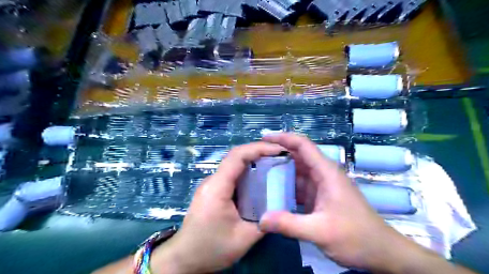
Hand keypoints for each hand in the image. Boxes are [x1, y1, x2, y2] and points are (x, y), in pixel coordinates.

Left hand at [152, 142, 284, 273]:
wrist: (184, 258)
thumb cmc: (211, 248)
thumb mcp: (243, 239)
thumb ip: (265, 222)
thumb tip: (280, 208)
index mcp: (218, 187)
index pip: (238, 156)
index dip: (259, 148)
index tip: (279, 150)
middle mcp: (213, 180)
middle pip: (237, 156)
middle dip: (260, 151)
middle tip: (281, 156)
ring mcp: (212, 184)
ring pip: (234, 164)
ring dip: (254, 160)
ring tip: (275, 164)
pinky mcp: (213, 190)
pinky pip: (232, 174)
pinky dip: (248, 171)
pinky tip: (260, 179)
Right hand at [257, 133, 421, 271]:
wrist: (382, 253)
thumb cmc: (357, 237)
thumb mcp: (321, 231)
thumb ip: (289, 224)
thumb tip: (261, 220)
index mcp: (326, 172)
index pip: (303, 145)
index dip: (284, 138)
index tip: (264, 137)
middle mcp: (323, 174)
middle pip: (297, 156)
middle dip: (277, 154)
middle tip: (255, 158)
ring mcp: (322, 186)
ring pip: (297, 172)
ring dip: (280, 171)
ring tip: (259, 173)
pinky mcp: (320, 197)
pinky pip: (299, 186)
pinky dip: (286, 187)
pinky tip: (272, 192)